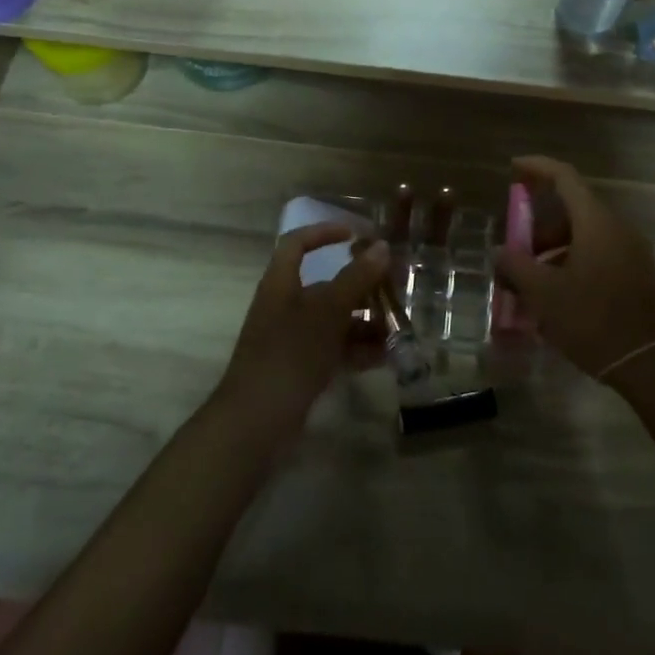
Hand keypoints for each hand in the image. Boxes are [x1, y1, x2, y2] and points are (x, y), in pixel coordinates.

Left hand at [215, 226, 388, 442]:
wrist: (255, 422)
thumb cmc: (289, 354)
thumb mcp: (327, 312)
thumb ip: (355, 278)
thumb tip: (381, 246)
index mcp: (281, 283)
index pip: (297, 243)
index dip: (324, 232)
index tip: (356, 234)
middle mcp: (285, 306)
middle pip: (325, 284)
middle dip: (360, 286)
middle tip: (394, 287)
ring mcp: (292, 339)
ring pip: (334, 319)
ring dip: (365, 321)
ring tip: (398, 327)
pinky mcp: (301, 368)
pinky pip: (334, 348)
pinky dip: (357, 349)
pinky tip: (385, 356)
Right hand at [492, 156, 654, 384]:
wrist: (654, 368)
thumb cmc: (594, 322)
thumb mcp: (544, 295)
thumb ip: (516, 266)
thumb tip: (501, 251)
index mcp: (597, 223)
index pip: (565, 177)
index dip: (537, 167)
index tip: (513, 168)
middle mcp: (619, 229)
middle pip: (573, 210)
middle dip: (539, 226)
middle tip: (516, 251)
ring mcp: (634, 253)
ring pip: (586, 236)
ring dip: (555, 249)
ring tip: (532, 282)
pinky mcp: (640, 276)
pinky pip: (600, 255)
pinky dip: (574, 263)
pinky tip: (558, 297)